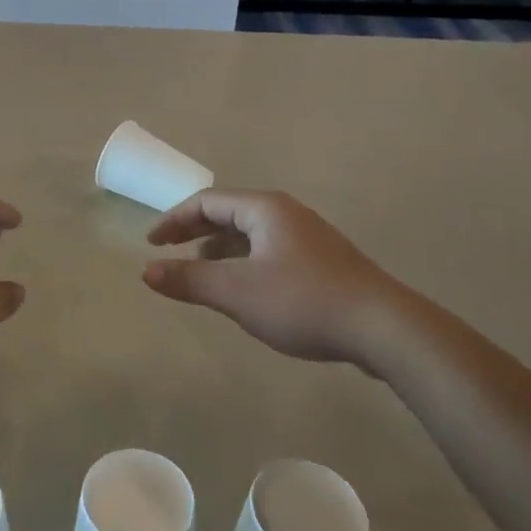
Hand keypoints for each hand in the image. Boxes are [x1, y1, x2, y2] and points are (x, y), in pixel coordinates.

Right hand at [143, 189, 405, 365]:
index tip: (150, 244)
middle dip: (194, 231)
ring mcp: (307, 236)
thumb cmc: (303, 302)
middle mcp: (286, 213)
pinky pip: (269, 250)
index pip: (207, 202)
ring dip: (219, 248)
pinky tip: (243, 289)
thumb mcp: (238, 293)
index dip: (173, 219)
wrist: (383, 328)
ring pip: (250, 234)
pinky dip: (244, 261)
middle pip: (228, 213)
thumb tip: (147, 271)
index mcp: (264, 209)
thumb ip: (190, 280)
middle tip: (167, 252)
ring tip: (200, 271)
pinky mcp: (321, 261)